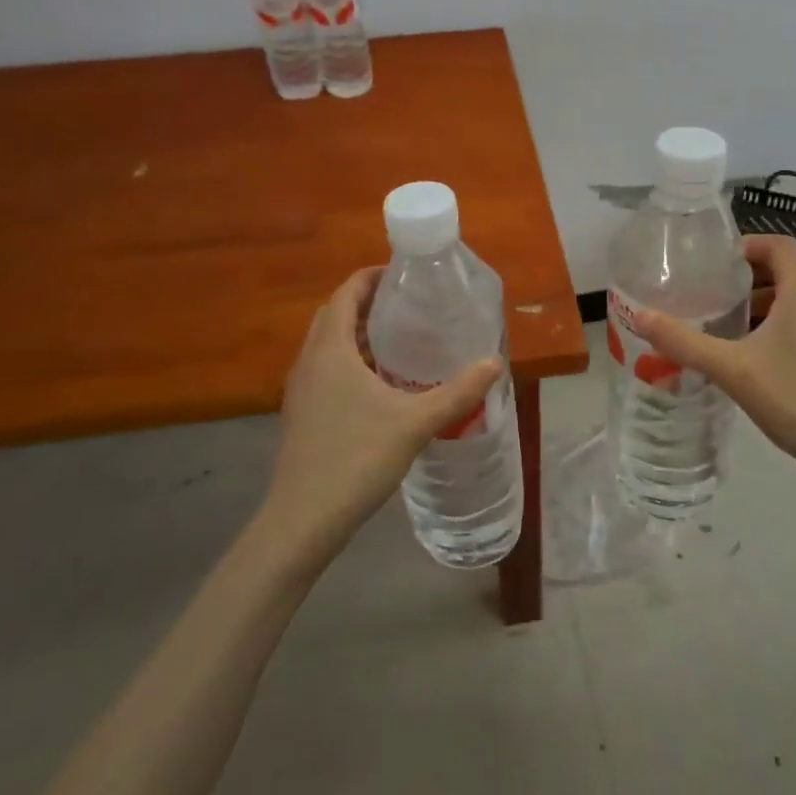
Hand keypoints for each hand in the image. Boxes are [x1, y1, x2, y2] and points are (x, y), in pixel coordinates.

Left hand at [259, 268, 503, 562]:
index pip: (345, 295)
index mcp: (330, 350)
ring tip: (397, 338)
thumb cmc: (356, 459)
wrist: (303, 519)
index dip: (369, 278)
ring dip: (356, 334)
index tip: (401, 274)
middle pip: (333, 316)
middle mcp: (309, 362)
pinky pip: (325, 370)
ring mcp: (301, 390)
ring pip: (327, 345)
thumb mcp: (415, 422)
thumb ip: (457, 392)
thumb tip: (494, 363)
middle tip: (405, 304)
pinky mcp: (302, 414)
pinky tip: (379, 384)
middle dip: (365, 303)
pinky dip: (349, 361)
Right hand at [636, 236, 795, 523]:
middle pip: (786, 270)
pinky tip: (758, 357)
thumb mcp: (733, 370)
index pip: (778, 245)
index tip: (712, 264)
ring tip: (727, 326)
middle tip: (710, 296)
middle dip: (747, 279)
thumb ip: (685, 342)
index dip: (745, 246)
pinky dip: (782, 324)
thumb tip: (640, 315)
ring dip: (764, 304)